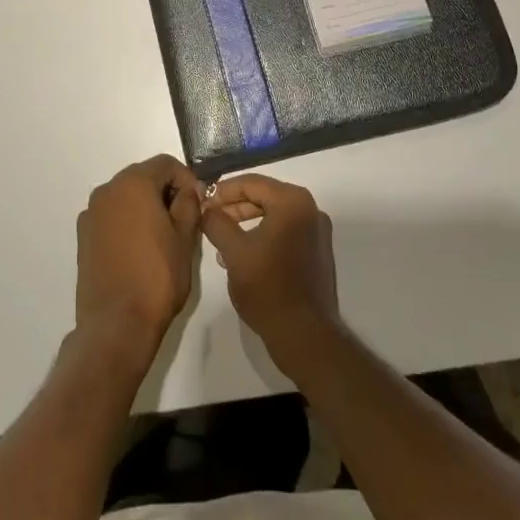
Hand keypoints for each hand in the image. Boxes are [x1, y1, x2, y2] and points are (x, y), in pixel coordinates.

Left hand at [74, 155, 201, 365]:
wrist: (116, 324)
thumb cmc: (157, 277)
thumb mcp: (184, 238)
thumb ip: (188, 204)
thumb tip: (188, 190)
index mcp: (133, 184)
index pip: (165, 164)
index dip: (186, 179)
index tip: (199, 203)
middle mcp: (107, 190)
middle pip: (142, 176)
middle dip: (165, 191)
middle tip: (185, 218)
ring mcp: (91, 213)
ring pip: (125, 196)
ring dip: (146, 206)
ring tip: (163, 235)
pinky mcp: (83, 236)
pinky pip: (111, 216)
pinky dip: (127, 221)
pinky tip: (140, 249)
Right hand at [200, 174, 340, 366]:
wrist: (304, 335)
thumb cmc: (267, 288)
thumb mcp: (233, 251)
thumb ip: (216, 223)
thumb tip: (205, 208)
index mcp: (293, 202)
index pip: (251, 183)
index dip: (223, 191)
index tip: (202, 203)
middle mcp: (310, 210)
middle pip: (264, 197)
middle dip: (234, 207)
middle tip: (209, 220)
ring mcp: (317, 233)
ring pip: (274, 216)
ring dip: (246, 223)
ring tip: (221, 241)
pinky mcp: (317, 254)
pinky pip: (285, 233)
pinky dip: (263, 236)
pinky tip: (243, 256)